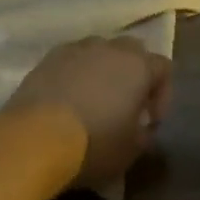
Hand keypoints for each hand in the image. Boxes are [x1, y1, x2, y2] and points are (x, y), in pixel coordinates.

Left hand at [7, 36, 173, 189]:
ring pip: (99, 51)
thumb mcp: (131, 151)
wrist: (35, 137)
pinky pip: (71, 59)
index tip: (150, 121)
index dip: (162, 94)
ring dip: (103, 71)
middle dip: (134, 74)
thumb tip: (141, 127)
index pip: (163, 68)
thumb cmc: (94, 144)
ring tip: (95, 99)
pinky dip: (75, 74)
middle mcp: (110, 48)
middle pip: (132, 51)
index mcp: (138, 66)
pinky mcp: (48, 58)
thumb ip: (144, 134)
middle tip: (126, 104)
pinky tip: (68, 98)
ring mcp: (76, 49)